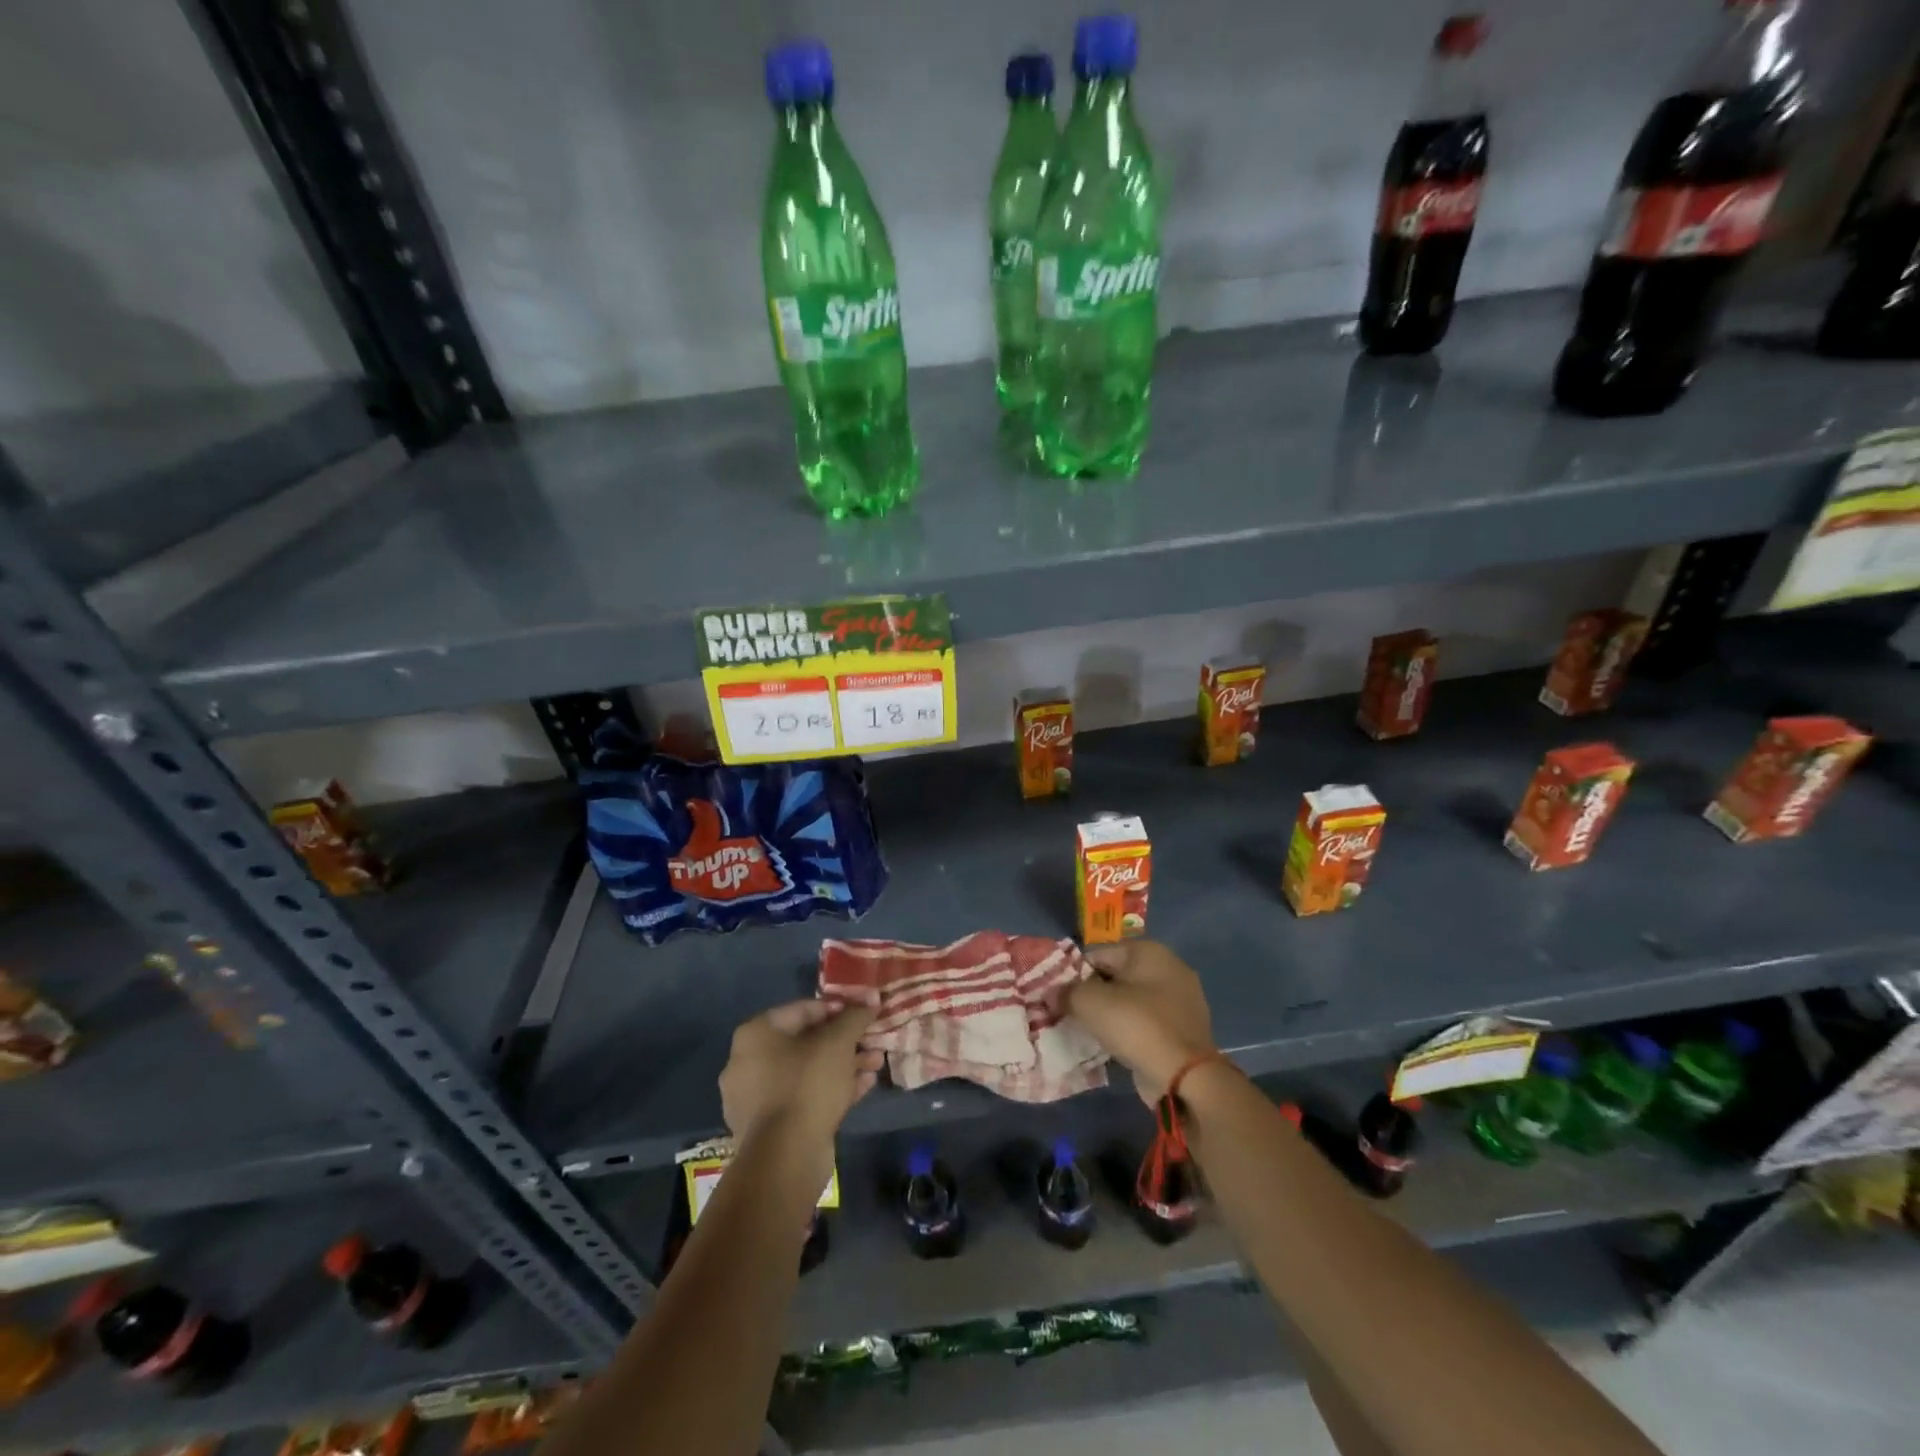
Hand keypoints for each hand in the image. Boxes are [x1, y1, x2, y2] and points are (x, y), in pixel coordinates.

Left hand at [719, 1000, 880, 1149]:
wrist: (786, 1158)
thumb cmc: (807, 1085)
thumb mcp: (838, 1043)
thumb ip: (855, 1017)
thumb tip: (871, 998)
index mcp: (756, 1034)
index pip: (803, 1009)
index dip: (838, 1009)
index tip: (864, 1014)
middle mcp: (748, 1062)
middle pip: (806, 1041)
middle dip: (844, 1041)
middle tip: (873, 1041)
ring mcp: (756, 1097)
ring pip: (808, 1071)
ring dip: (843, 1065)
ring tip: (875, 1064)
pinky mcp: (770, 1126)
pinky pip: (804, 1096)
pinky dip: (832, 1088)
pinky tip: (864, 1086)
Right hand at [1069, 940, 1216, 1104]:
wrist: (1184, 1077)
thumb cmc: (1136, 1026)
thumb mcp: (1090, 1003)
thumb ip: (1067, 992)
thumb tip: (1052, 993)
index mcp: (1149, 951)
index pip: (1099, 954)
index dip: (1075, 975)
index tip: (1060, 998)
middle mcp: (1170, 967)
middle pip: (1116, 976)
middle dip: (1094, 994)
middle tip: (1073, 1015)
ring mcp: (1182, 999)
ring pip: (1132, 1000)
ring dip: (1112, 1014)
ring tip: (1092, 1032)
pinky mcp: (1185, 1028)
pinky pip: (1147, 1022)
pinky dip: (1131, 1030)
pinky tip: (1116, 1046)